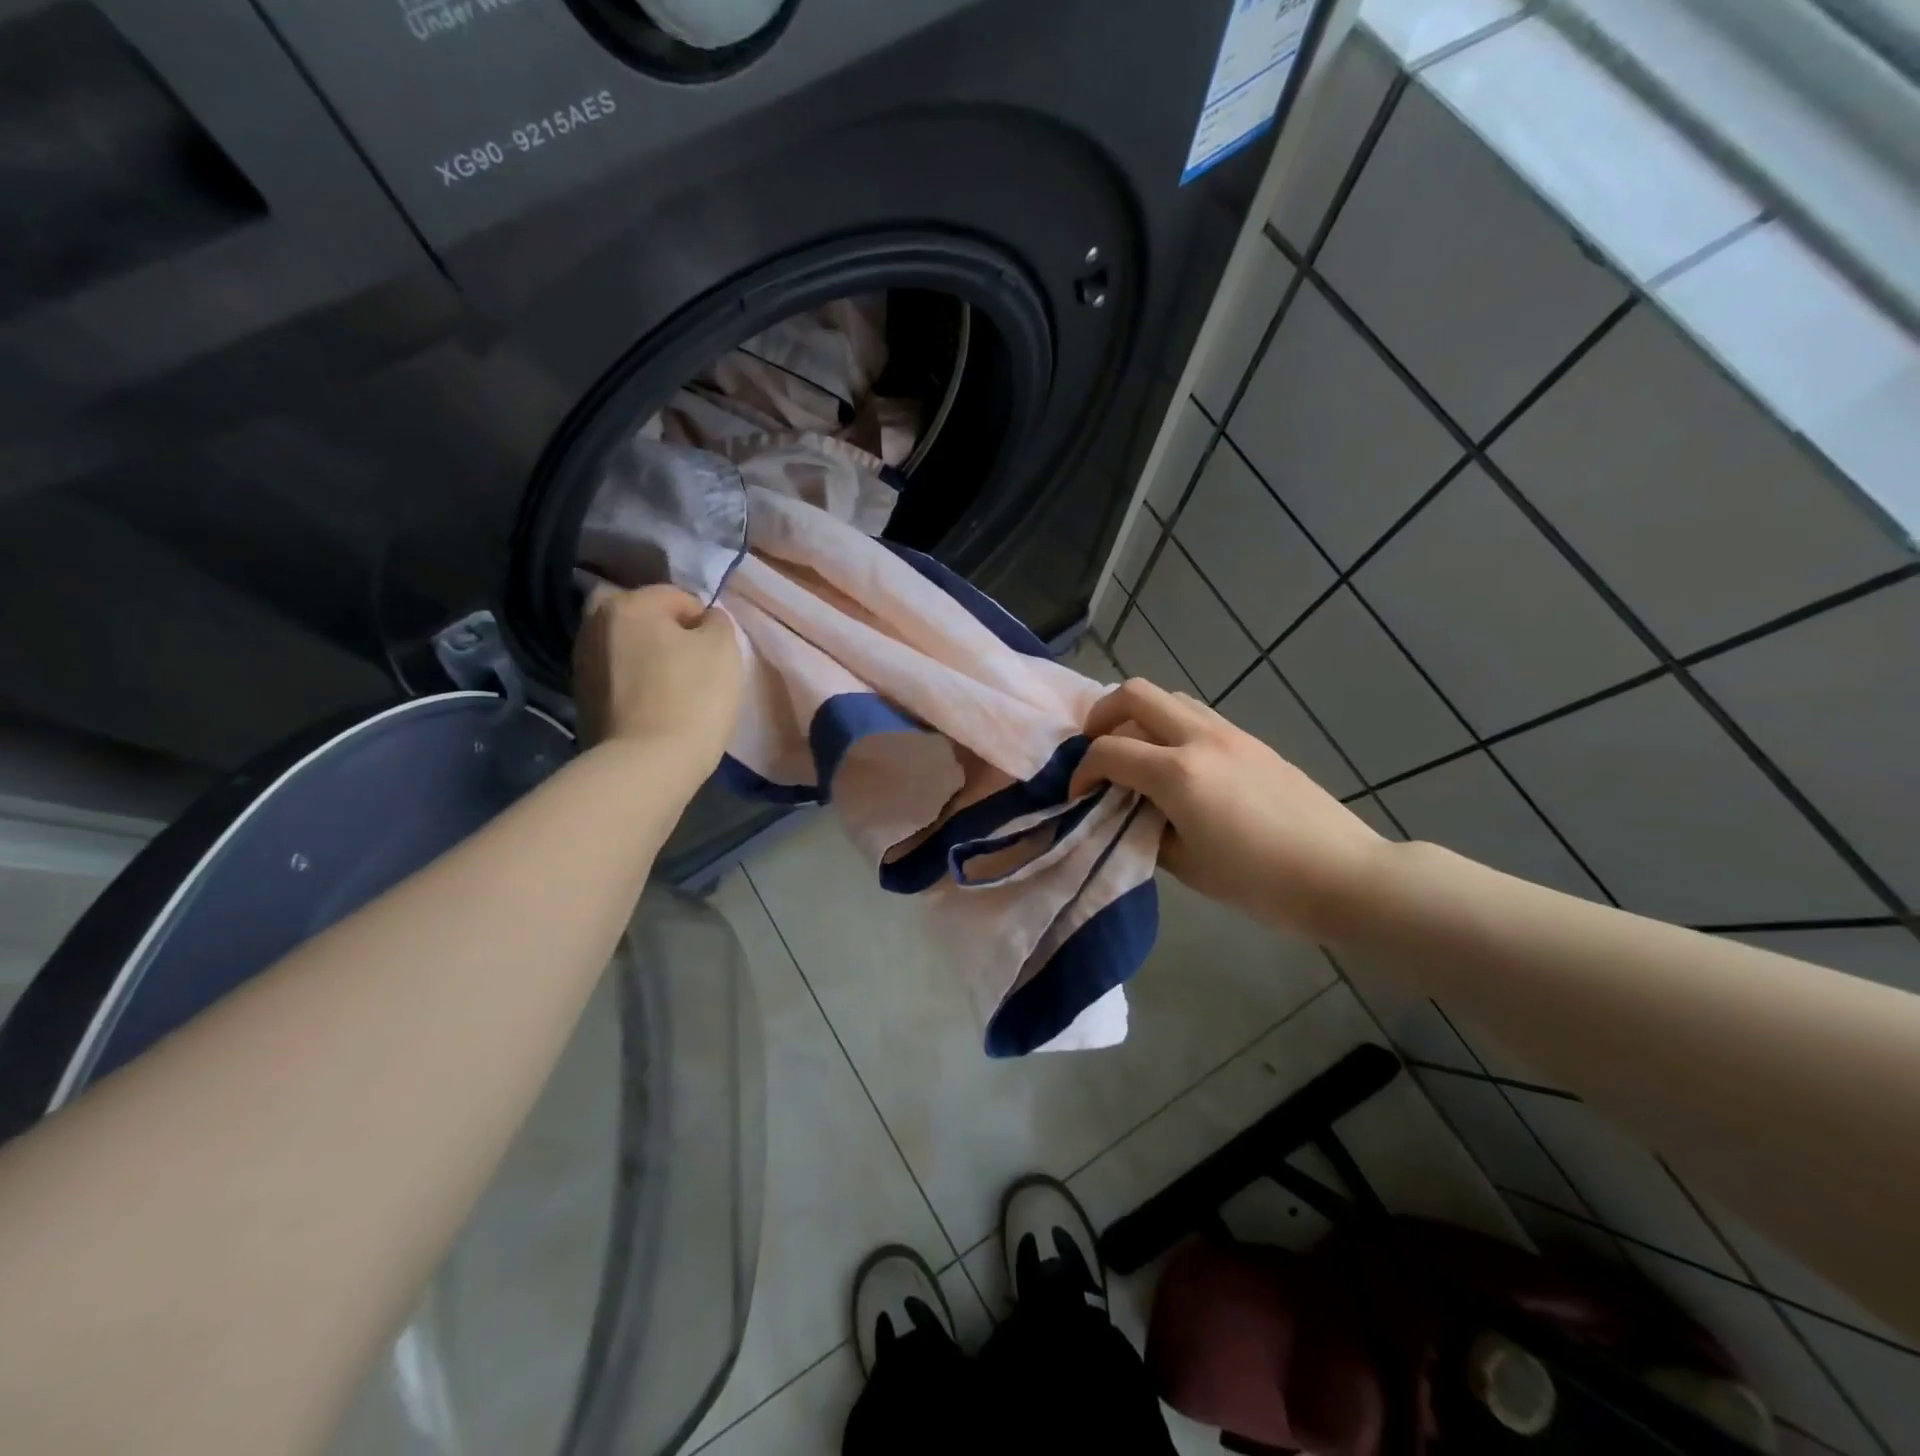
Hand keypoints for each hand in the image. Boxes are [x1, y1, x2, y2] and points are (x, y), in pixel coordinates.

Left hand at [573, 584, 743, 770]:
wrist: (646, 765)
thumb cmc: (692, 698)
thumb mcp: (724, 649)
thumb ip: (717, 622)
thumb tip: (704, 621)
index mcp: (627, 604)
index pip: (677, 596)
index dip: (704, 621)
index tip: (716, 653)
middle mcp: (594, 624)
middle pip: (639, 615)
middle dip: (664, 630)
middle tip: (689, 660)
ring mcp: (582, 662)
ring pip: (624, 645)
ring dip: (646, 655)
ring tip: (672, 684)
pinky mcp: (582, 698)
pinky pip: (616, 675)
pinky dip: (633, 681)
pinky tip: (654, 703)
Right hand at [1070, 678, 1388, 940]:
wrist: (1341, 874)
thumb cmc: (1260, 882)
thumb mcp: (1187, 866)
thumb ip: (1145, 828)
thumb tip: (1130, 809)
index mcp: (1178, 773)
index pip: (1108, 750)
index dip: (1082, 772)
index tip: (1079, 797)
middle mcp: (1200, 739)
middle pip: (1134, 693)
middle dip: (1101, 716)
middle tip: (1095, 749)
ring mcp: (1230, 733)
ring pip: (1169, 697)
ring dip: (1139, 717)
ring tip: (1134, 755)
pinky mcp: (1251, 740)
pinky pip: (1196, 714)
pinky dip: (1170, 726)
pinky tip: (1175, 765)